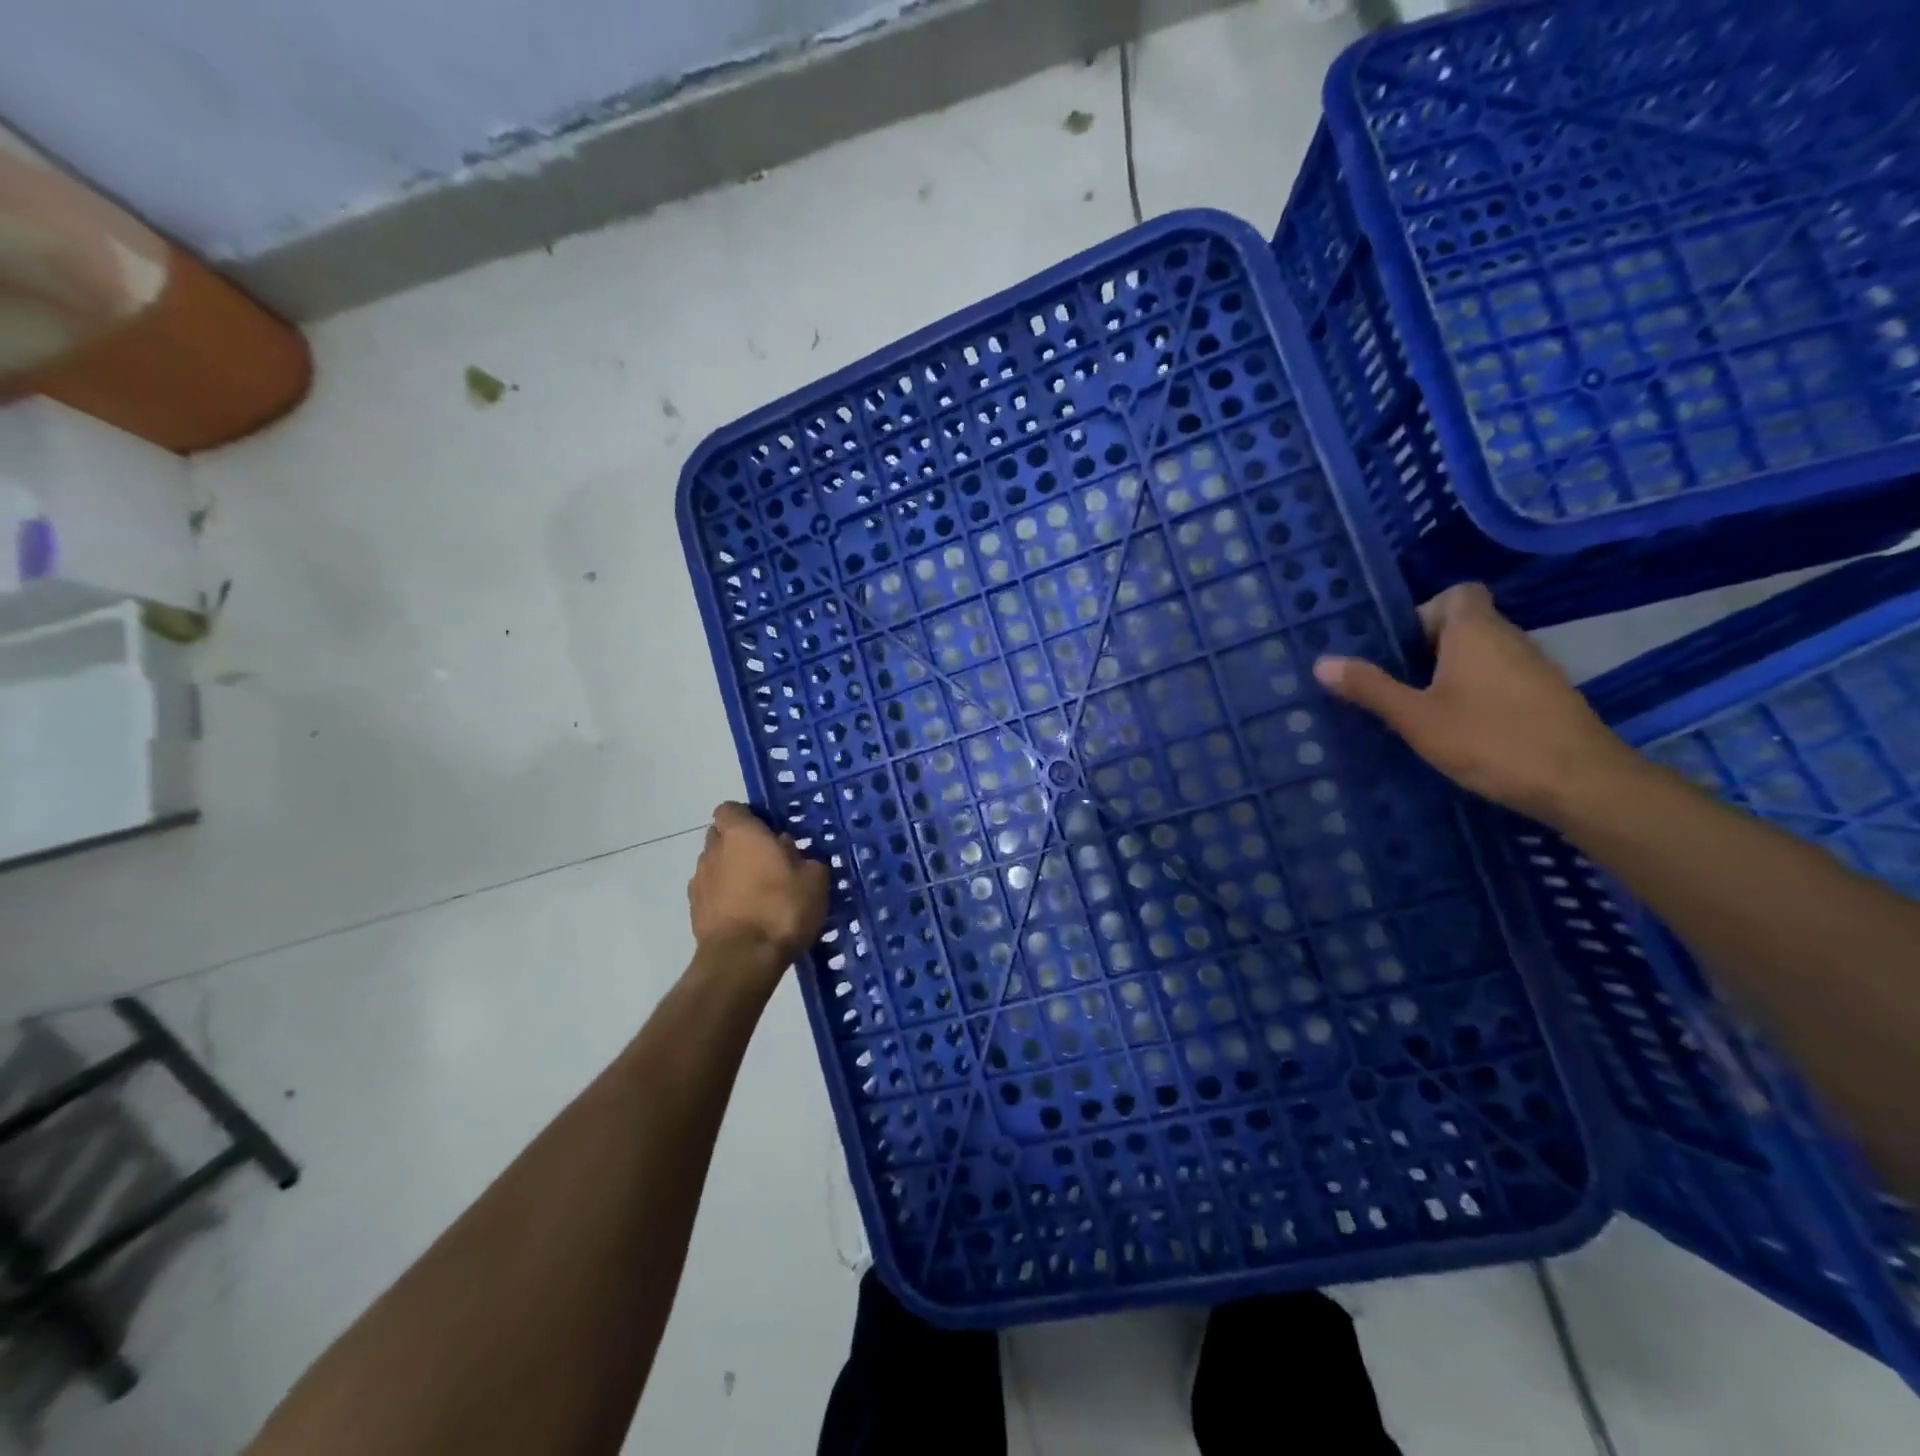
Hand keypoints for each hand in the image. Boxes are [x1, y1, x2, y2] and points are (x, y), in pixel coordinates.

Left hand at [688, 802, 829, 969]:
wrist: (743, 959)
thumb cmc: (782, 908)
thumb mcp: (813, 878)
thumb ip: (802, 856)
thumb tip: (788, 850)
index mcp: (741, 833)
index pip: (730, 808)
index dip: (747, 817)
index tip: (768, 831)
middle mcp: (713, 850)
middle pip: (720, 835)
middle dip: (739, 843)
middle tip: (767, 860)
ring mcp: (699, 880)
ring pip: (715, 864)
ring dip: (731, 871)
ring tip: (757, 891)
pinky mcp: (694, 910)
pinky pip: (711, 892)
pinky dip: (724, 896)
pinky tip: (745, 913)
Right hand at [1311, 583, 1643, 823]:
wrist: (1580, 783)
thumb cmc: (1490, 739)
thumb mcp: (1415, 717)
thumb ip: (1370, 688)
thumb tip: (1322, 662)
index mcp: (1476, 631)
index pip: (1456, 593)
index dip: (1425, 612)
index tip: (1399, 647)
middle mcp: (1509, 638)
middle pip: (1465, 625)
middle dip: (1428, 649)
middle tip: (1395, 684)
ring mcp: (1534, 669)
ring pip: (1483, 655)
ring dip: (1452, 674)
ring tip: (1420, 709)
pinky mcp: (1547, 698)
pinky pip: (1501, 680)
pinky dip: (1478, 694)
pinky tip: (1460, 729)